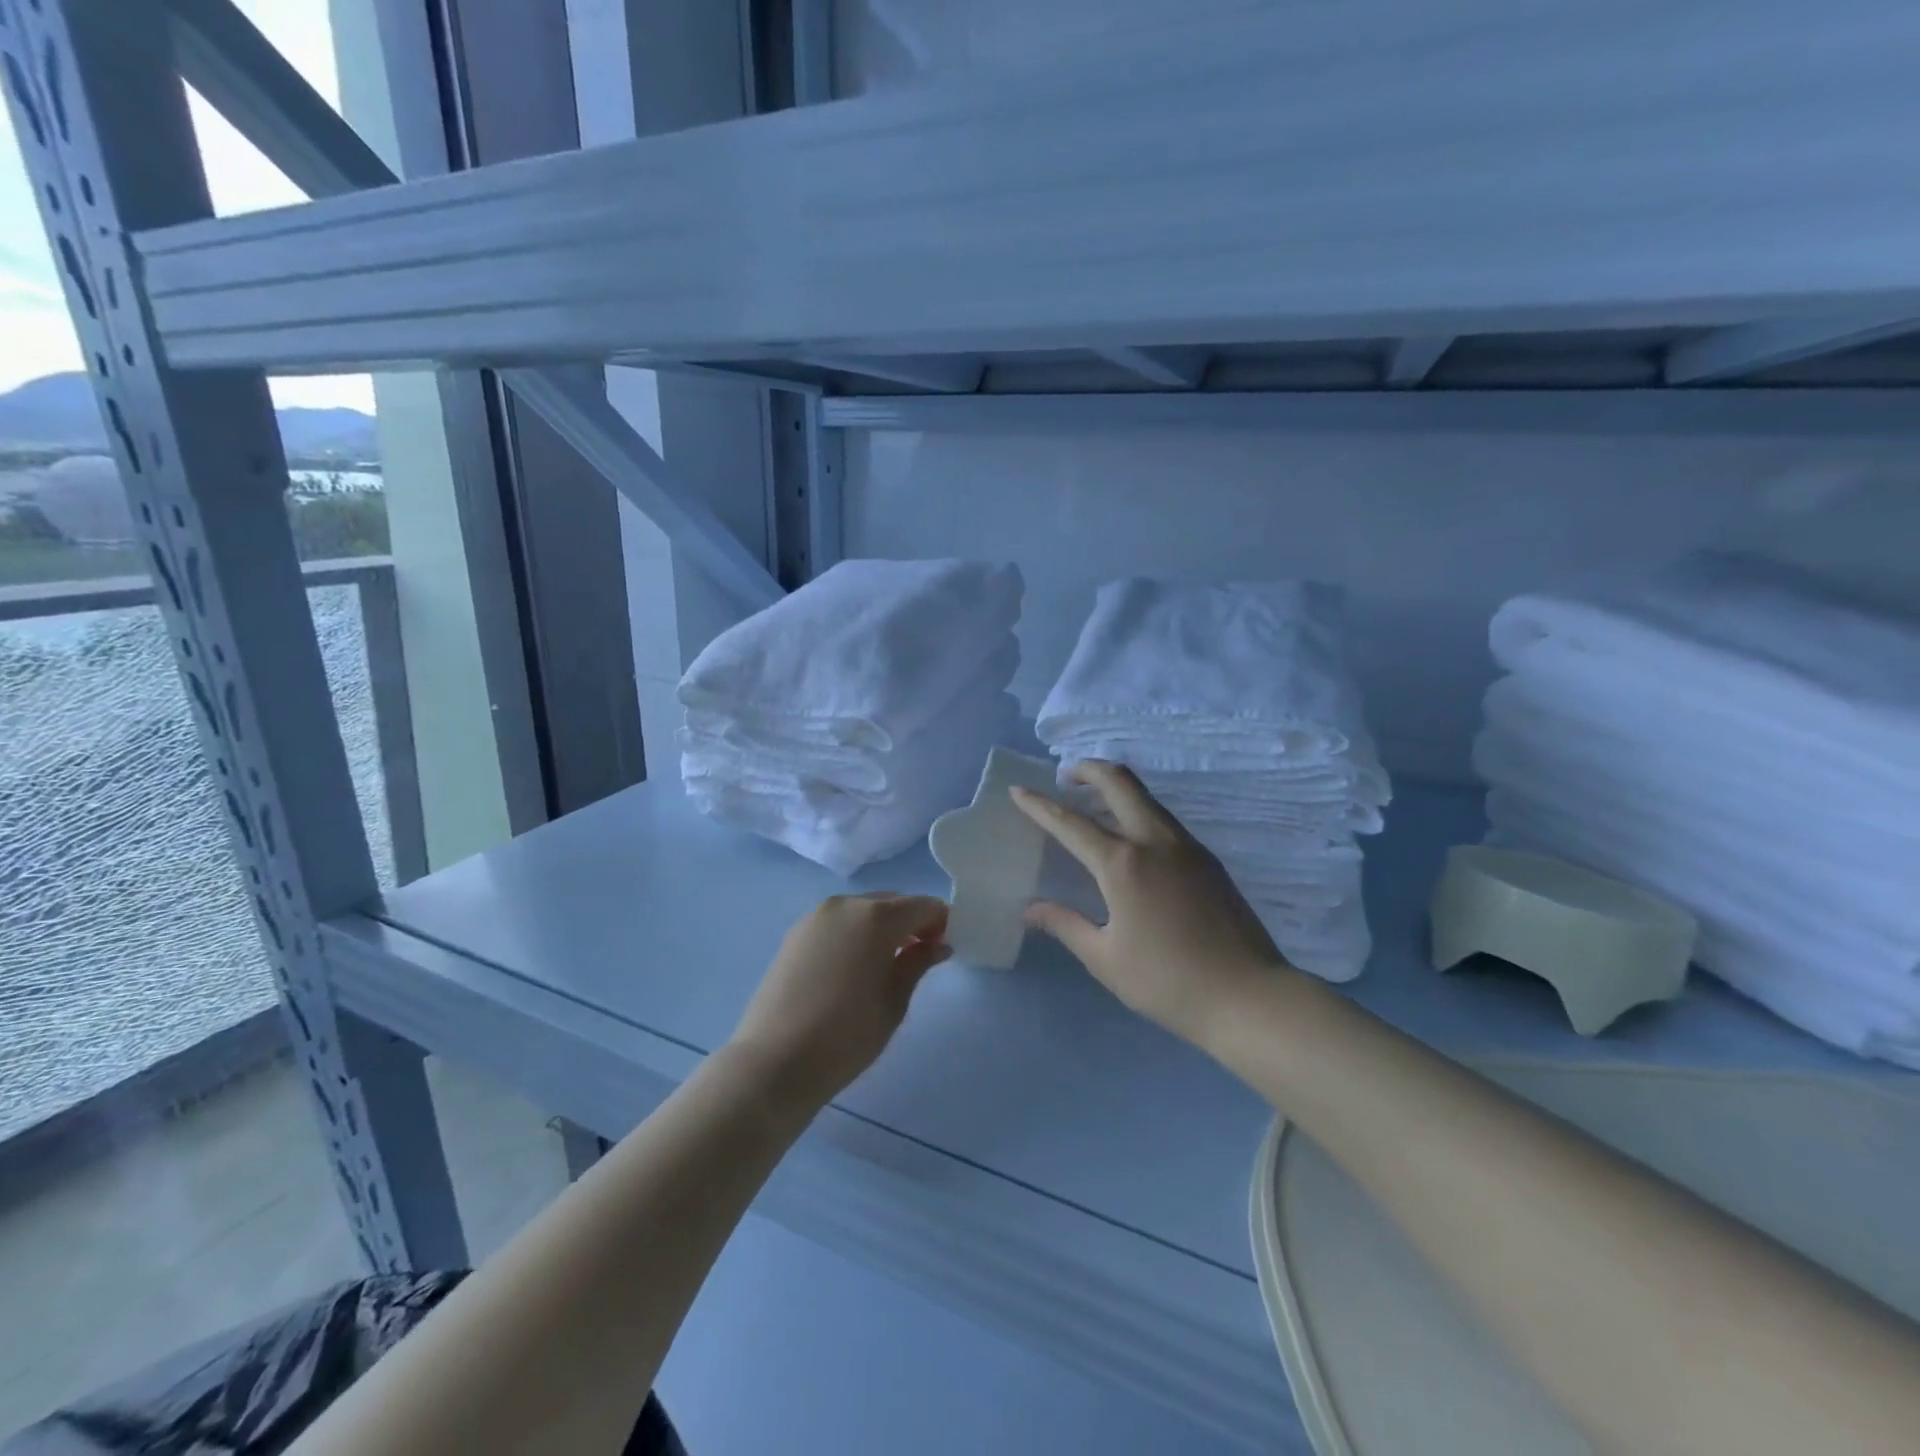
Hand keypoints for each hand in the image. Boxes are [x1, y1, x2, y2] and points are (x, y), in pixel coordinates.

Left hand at [729, 893, 950, 1109]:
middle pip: (891, 903)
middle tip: (919, 956)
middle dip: (911, 922)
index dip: (940, 922)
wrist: (775, 1062)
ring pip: (862, 911)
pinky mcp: (795, 934)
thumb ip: (918, 963)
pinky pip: (838, 923)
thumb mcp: (894, 1001)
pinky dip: (854, 934)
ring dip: (881, 927)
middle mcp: (846, 905)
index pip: (922, 906)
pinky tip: (854, 967)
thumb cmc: (847, 1034)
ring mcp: (815, 917)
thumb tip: (938, 945)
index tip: (945, 949)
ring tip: (886, 965)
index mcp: (876, 916)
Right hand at [1012, 762, 1286, 1048]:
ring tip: (1092, 804)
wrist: (1249, 997)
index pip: (1070, 823)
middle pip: (1119, 782)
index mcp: (1123, 864)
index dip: (1039, 806)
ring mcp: (1187, 846)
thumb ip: (1066, 925)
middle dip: (1087, 770)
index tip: (1019, 791)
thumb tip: (1030, 910)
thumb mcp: (1105, 959)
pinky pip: (1164, 819)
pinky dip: (1138, 811)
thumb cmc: (1168, 982)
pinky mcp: (1208, 859)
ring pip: (1146, 797)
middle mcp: (1155, 841)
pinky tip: (1130, 841)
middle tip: (1065, 778)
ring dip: (1115, 788)